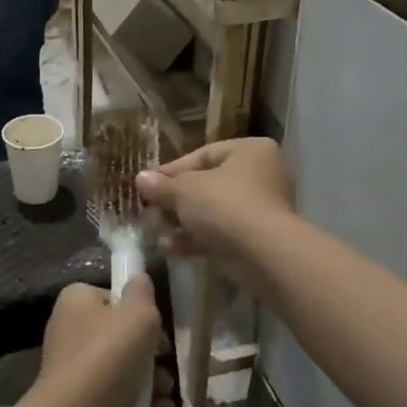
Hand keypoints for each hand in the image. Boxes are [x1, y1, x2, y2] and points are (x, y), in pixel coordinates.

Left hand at [36, 277, 162, 406]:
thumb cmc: (109, 352)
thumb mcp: (138, 312)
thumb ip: (142, 292)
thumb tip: (139, 280)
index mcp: (76, 301)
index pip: (110, 296)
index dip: (136, 309)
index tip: (156, 324)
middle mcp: (70, 331)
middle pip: (119, 335)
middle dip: (150, 350)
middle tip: (166, 359)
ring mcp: (74, 370)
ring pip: (122, 369)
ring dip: (151, 379)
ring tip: (166, 389)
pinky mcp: (82, 403)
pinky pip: (118, 397)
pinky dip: (141, 404)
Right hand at [135, 137, 294, 262]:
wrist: (265, 256)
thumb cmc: (225, 206)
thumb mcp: (185, 191)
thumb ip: (162, 185)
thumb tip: (141, 179)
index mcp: (250, 151)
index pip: (203, 155)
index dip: (171, 171)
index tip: (147, 186)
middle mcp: (261, 175)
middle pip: (208, 185)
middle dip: (175, 200)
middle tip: (149, 211)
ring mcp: (262, 209)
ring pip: (213, 212)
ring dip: (183, 222)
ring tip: (155, 231)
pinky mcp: (259, 239)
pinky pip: (223, 233)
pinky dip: (198, 239)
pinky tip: (171, 248)